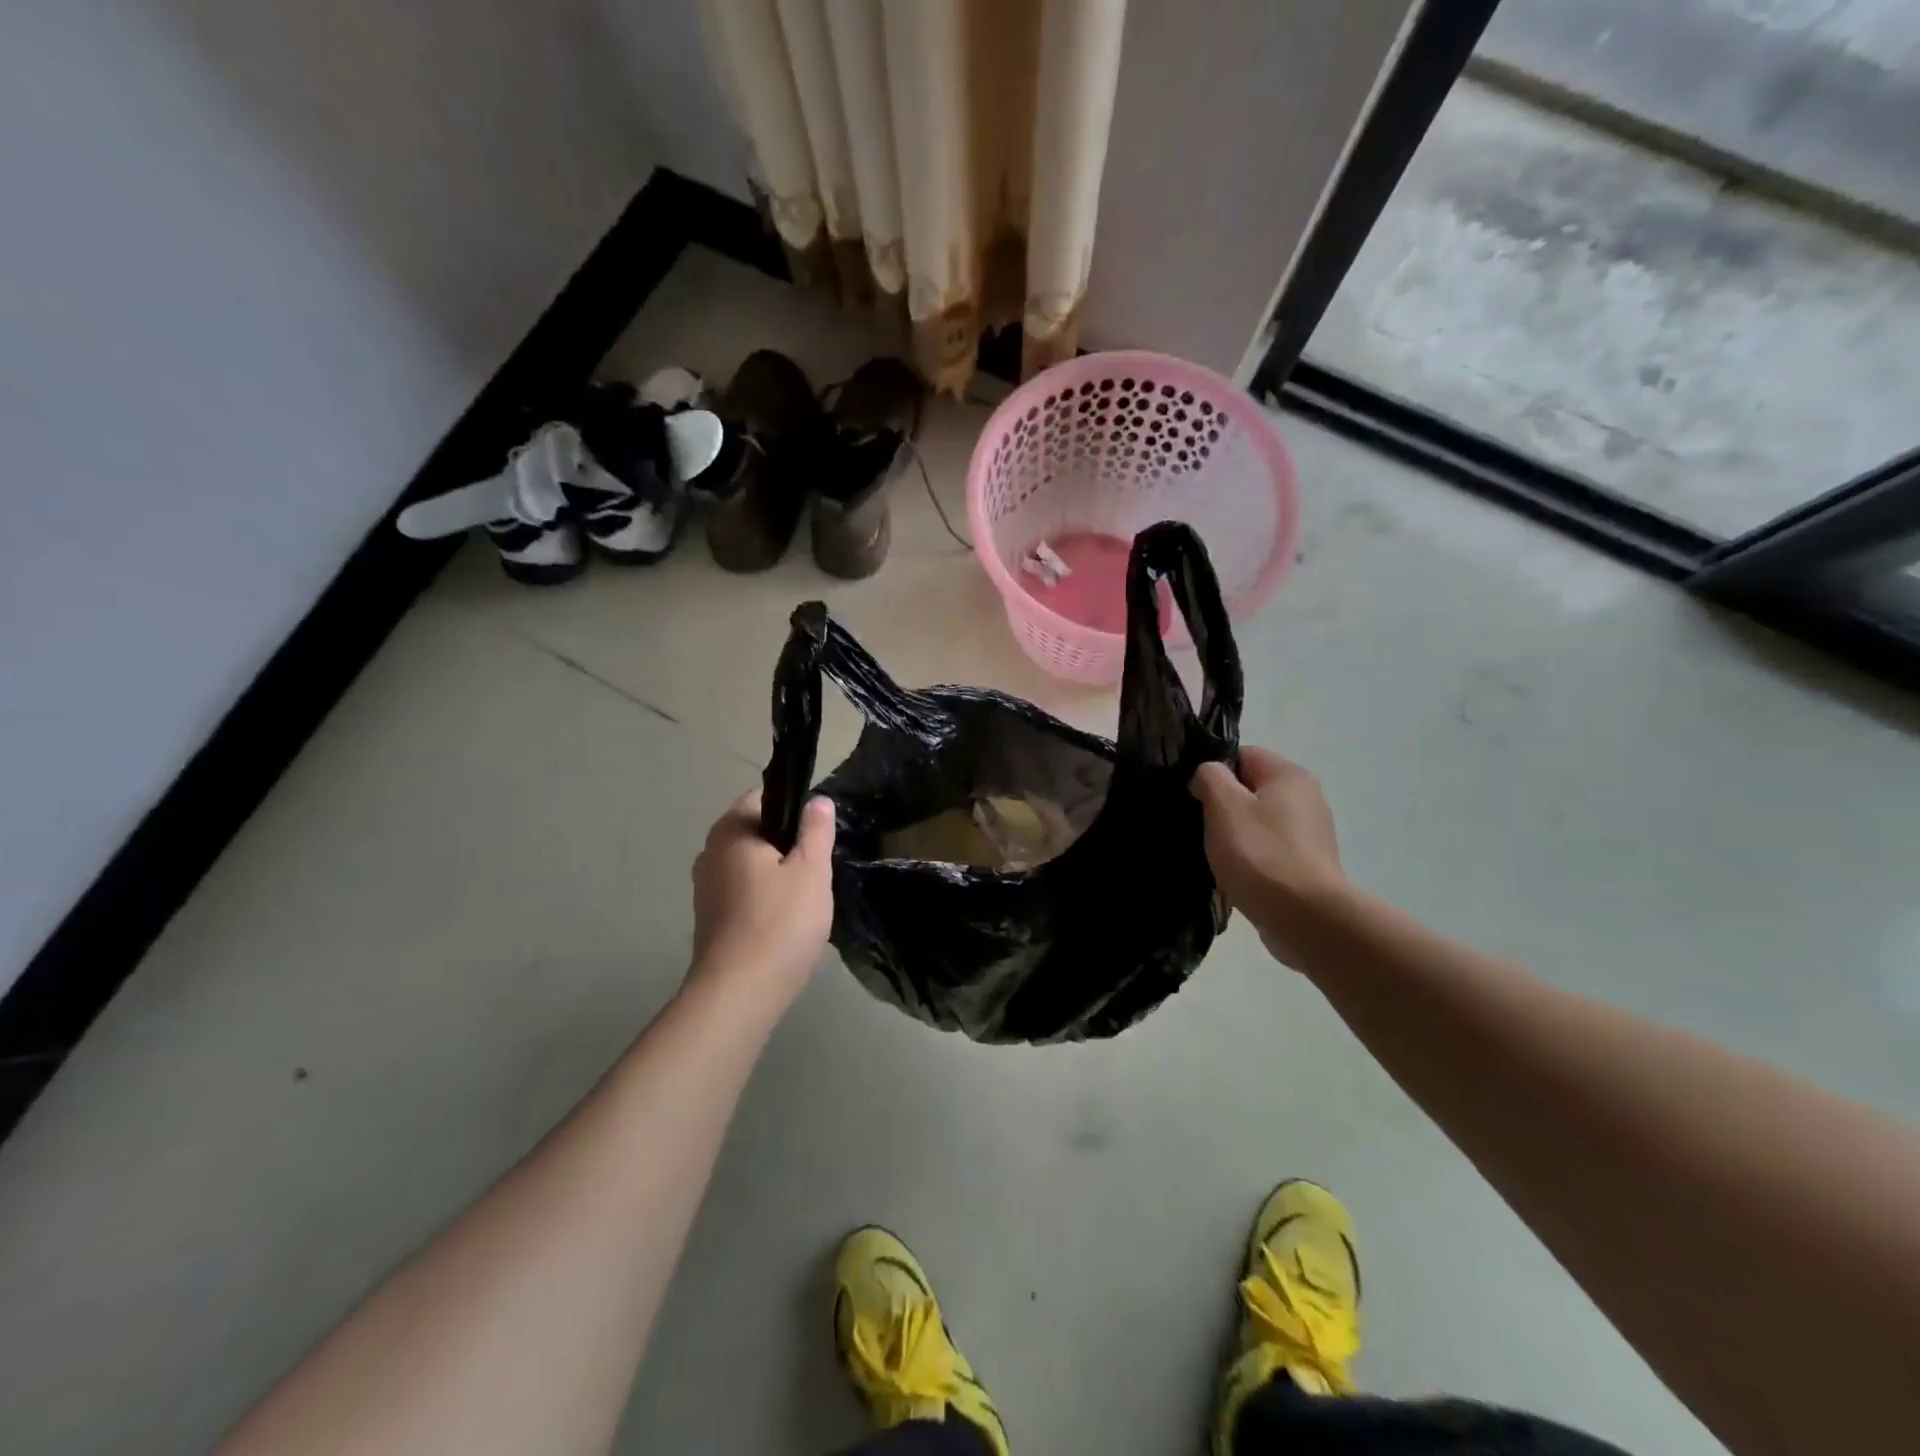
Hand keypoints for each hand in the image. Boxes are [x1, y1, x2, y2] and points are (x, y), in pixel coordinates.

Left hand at [689, 790, 835, 1005]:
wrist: (739, 992)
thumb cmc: (780, 922)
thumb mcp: (811, 870)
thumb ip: (816, 830)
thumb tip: (817, 800)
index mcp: (731, 831)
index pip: (763, 798)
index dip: (795, 809)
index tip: (819, 834)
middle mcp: (710, 852)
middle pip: (756, 832)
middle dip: (787, 844)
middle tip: (819, 867)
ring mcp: (705, 887)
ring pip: (750, 865)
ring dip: (776, 874)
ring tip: (807, 897)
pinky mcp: (709, 918)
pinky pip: (743, 892)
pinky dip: (764, 898)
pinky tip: (786, 920)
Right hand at [1191, 746, 1346, 966]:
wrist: (1306, 918)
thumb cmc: (1261, 854)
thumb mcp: (1223, 805)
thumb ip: (1209, 777)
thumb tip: (1207, 776)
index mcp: (1290, 775)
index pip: (1243, 754)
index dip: (1214, 772)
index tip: (1195, 797)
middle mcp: (1307, 798)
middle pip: (1251, 789)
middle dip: (1223, 806)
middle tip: (1201, 827)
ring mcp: (1311, 835)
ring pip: (1258, 823)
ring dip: (1235, 836)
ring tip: (1216, 856)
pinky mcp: (1307, 866)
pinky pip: (1269, 851)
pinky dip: (1251, 860)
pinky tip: (1237, 877)